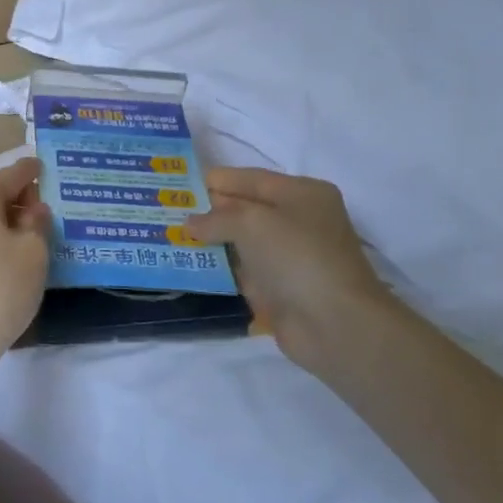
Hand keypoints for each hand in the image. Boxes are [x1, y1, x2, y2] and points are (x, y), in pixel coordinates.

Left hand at [0, 158, 51, 369]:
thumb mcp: (33, 253)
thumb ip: (38, 223)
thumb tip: (32, 210)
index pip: (14, 173)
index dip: (36, 172)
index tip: (52, 171)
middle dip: (21, 198)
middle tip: (51, 212)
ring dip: (7, 220)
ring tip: (35, 236)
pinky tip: (11, 255)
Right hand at [186, 168, 396, 372]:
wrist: (334, 324)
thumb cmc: (297, 257)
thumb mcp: (251, 222)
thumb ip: (216, 217)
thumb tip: (190, 224)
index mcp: (302, 193)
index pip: (250, 178)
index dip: (216, 181)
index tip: (178, 184)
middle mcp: (298, 220)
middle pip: (245, 209)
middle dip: (209, 210)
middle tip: (168, 210)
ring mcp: (290, 256)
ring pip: (242, 241)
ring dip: (211, 241)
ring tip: (171, 235)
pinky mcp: (280, 288)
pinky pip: (243, 271)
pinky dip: (221, 268)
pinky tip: (190, 265)